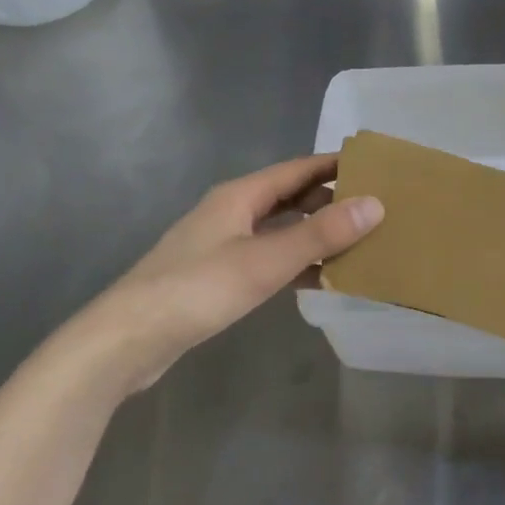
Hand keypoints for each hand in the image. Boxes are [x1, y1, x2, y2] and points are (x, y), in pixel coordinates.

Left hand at [51, 156, 382, 401]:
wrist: (128, 338)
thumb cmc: (198, 289)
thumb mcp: (265, 260)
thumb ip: (320, 234)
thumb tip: (375, 205)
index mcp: (240, 196)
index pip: (298, 169)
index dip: (335, 166)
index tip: (376, 168)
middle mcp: (231, 212)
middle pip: (289, 197)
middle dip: (330, 200)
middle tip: (375, 209)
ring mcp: (222, 245)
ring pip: (279, 230)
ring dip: (315, 234)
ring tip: (359, 243)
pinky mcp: (217, 277)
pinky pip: (268, 259)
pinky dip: (295, 263)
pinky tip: (320, 279)